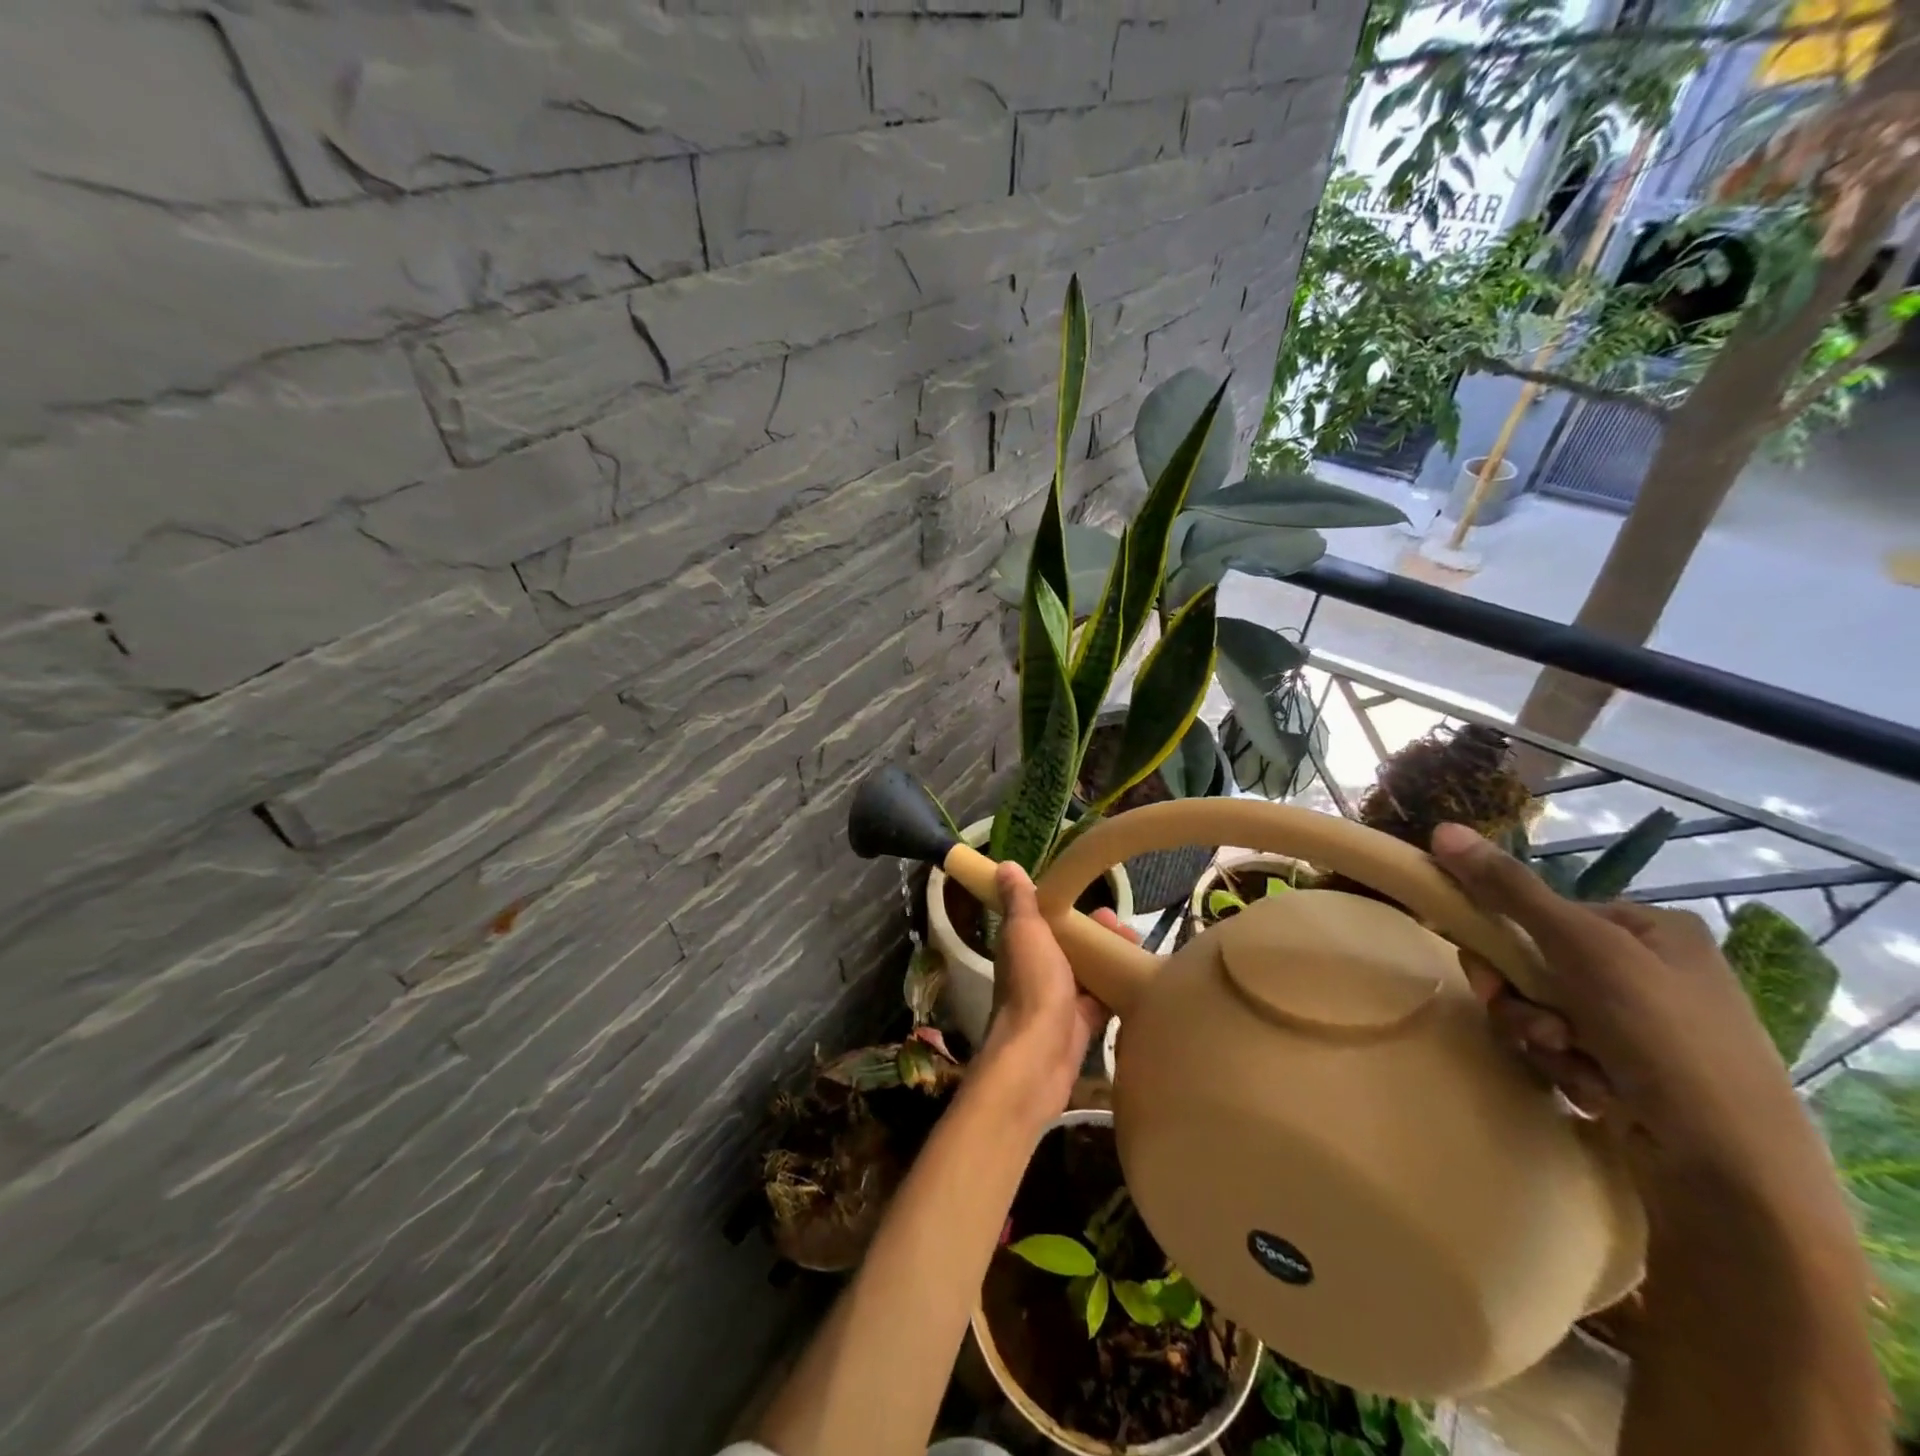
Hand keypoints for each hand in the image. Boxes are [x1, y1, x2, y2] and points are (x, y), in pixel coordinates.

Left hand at [980, 861, 1129, 1121]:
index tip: (1096, 901)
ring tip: (1138, 948)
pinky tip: (1141, 982)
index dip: (1069, 909)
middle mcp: (1037, 971)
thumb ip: (1019, 901)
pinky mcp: (1079, 1027)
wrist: (1039, 1055)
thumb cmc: (1032, 986)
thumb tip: (1004, 866)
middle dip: (1097, 934)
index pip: (1044, 920)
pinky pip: (1101, 1003)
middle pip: (1070, 946)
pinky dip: (1117, 991)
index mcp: (1022, 947)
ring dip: (1110, 960)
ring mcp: (1058, 1001)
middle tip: (1127, 929)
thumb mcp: (1025, 932)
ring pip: (1088, 973)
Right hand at [1428, 823, 1819, 1189]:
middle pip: (1535, 964)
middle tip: (1535, 1023)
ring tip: (1569, 1063)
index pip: (1545, 913)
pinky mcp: (1633, 1073)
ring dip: (1539, 1036)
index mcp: (1651, 930)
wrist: (1731, 1170)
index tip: (1486, 967)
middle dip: (1521, 998)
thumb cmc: (1662, 1036)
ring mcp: (1643, 1026)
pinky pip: (1564, 1051)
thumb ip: (1508, 889)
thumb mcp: (1582, 948)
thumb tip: (1442, 829)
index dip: (1505, 938)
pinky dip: (1566, 1068)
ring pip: (1542, 1010)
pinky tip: (1595, 1092)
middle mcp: (1649, 971)